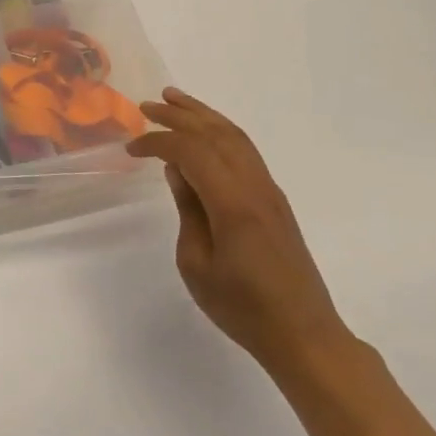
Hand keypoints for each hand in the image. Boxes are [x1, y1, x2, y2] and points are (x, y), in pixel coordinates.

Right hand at [127, 89, 355, 377]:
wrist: (305, 336)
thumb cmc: (243, 308)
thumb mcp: (196, 264)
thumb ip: (188, 210)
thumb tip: (178, 171)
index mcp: (232, 203)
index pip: (190, 152)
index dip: (158, 142)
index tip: (131, 149)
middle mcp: (255, 187)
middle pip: (215, 134)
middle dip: (179, 115)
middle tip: (147, 105)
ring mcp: (269, 191)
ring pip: (235, 137)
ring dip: (203, 115)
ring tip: (174, 100)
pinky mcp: (275, 200)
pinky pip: (245, 151)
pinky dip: (221, 132)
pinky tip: (205, 133)